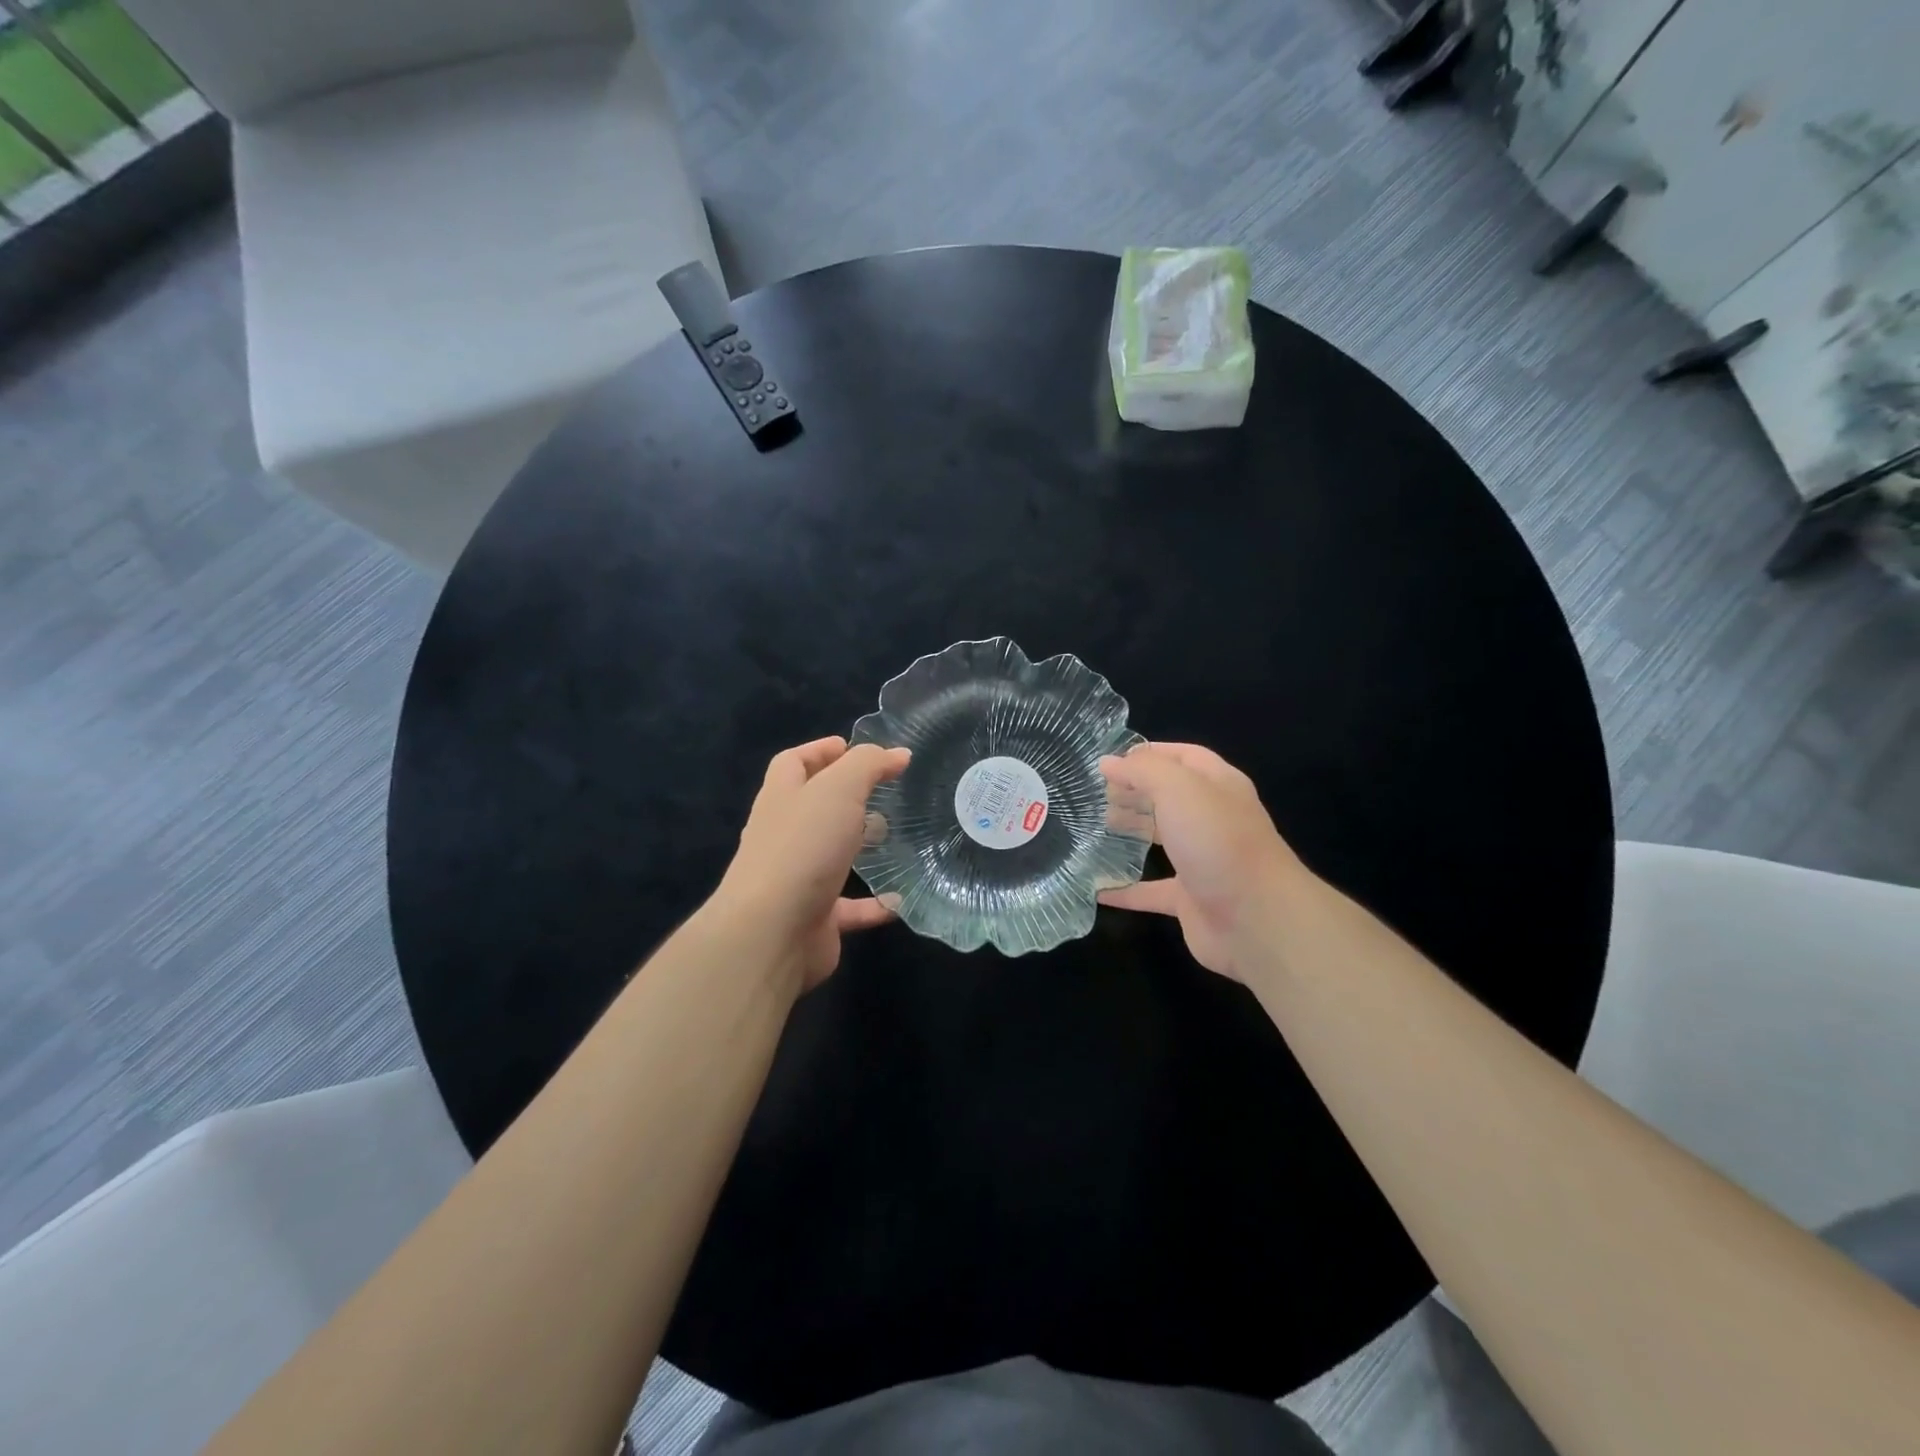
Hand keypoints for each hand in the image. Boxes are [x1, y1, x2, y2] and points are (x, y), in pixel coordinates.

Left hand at [709, 736, 910, 993]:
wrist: (772, 931)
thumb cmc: (803, 846)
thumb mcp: (839, 789)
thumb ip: (868, 765)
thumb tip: (897, 753)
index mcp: (782, 798)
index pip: (793, 763)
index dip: (819, 750)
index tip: (850, 746)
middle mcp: (783, 835)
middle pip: (812, 807)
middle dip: (844, 797)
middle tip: (882, 791)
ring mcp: (796, 878)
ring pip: (829, 855)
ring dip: (857, 846)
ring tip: (893, 836)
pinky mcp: (814, 918)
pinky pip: (848, 907)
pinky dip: (873, 904)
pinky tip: (899, 902)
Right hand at [1097, 743, 1301, 982]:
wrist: (1257, 919)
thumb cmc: (1218, 841)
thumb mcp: (1178, 789)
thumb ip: (1142, 770)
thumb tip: (1108, 762)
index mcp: (1218, 785)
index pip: (1184, 757)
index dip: (1150, 753)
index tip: (1110, 760)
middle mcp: (1213, 819)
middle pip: (1170, 796)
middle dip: (1135, 791)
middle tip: (1096, 794)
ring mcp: (1203, 860)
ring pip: (1162, 838)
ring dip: (1130, 832)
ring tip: (1093, 828)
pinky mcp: (1191, 899)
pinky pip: (1151, 891)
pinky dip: (1125, 890)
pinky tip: (1097, 889)